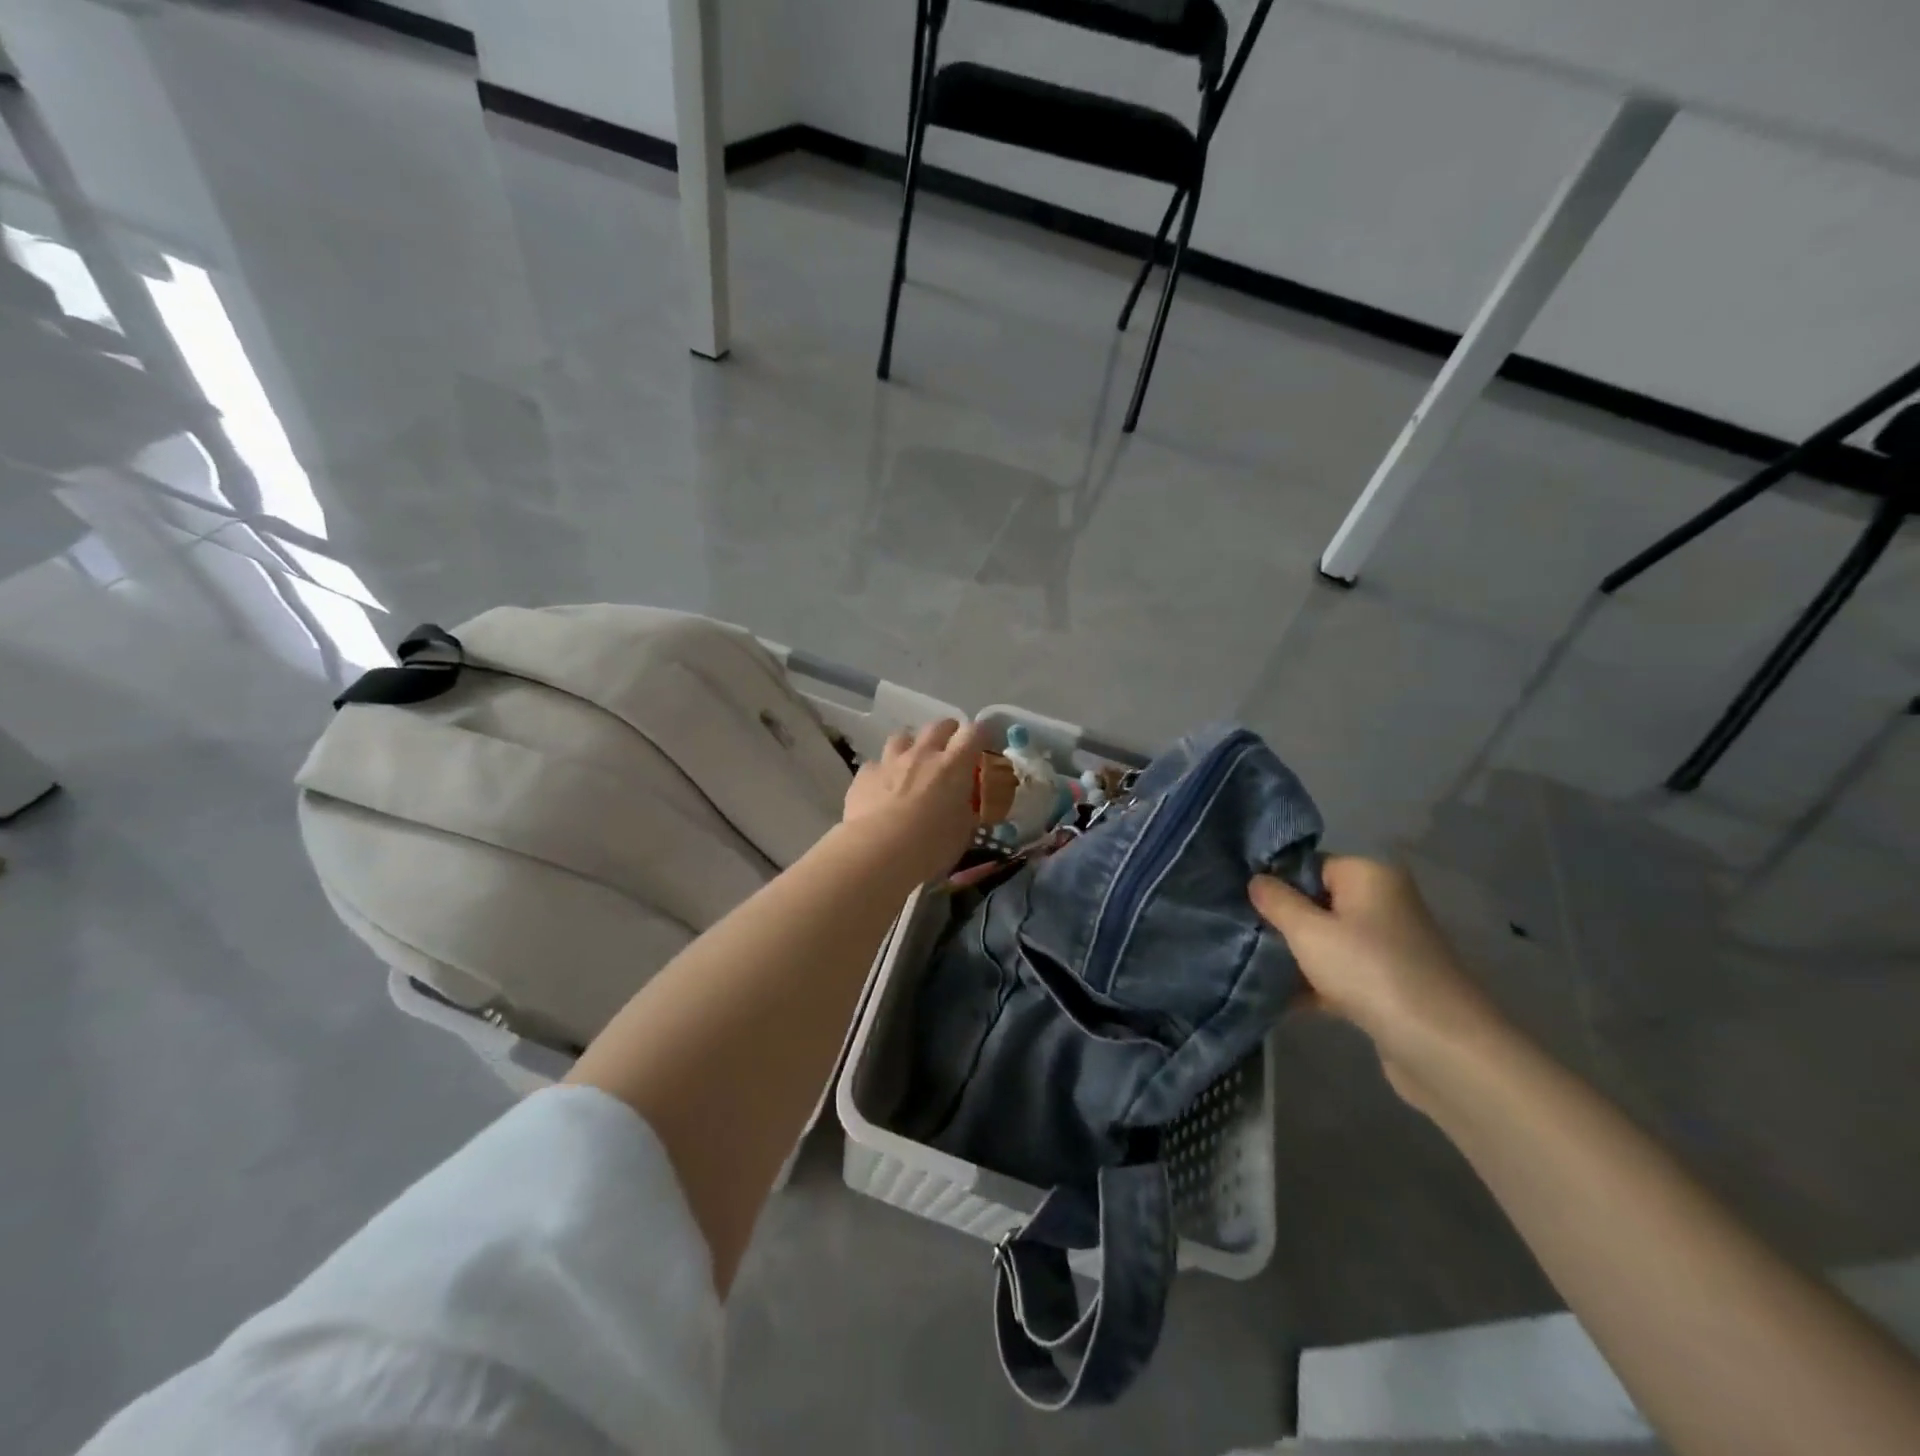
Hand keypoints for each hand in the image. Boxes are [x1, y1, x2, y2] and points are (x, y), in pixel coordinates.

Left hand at [842, 719, 987, 882]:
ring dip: (912, 745)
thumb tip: (964, 806)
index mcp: (953, 767)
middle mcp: (922, 755)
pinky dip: (883, 772)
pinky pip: (876, 764)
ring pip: (903, 736)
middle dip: (948, 732)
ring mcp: (890, 762)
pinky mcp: (865, 775)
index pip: (974, 733)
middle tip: (950, 748)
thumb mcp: (962, 833)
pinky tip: (882, 788)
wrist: (877, 852)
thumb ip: (965, 811)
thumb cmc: (930, 846)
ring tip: (913, 762)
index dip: (981, 734)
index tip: (984, 743)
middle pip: (938, 726)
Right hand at [1250, 856, 1506, 1110]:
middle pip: (1318, 903)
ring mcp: (1389, 946)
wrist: (1441, 1047)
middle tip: (1242, 933)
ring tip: (1251, 966)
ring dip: (1295, 956)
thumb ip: (1277, 902)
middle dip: (1282, 921)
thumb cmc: (1369, 971)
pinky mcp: (1389, 985)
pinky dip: (1315, 984)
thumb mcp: (1308, 932)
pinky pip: (1341, 973)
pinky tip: (1278, 1000)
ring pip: (1328, 941)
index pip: (1311, 865)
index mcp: (1370, 877)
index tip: (1241, 901)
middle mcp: (1384, 904)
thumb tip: (1257, 880)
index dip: (1277, 881)